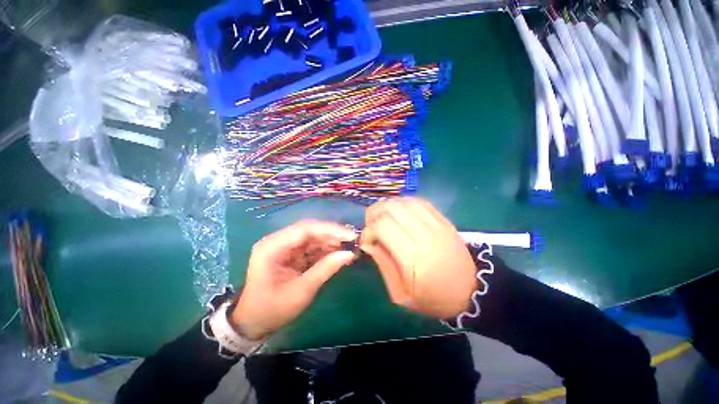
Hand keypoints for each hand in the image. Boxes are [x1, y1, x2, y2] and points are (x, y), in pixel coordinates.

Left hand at [232, 220, 356, 339]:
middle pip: (310, 230)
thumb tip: (349, 254)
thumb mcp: (301, 291)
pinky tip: (340, 254)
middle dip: (333, 234)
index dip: (330, 229)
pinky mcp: (292, 254)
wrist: (253, 322)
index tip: (350, 235)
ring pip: (314, 237)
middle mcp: (279, 241)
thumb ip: (325, 269)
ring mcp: (286, 247)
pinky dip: (327, 250)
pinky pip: (313, 247)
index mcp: (273, 247)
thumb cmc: (272, 309)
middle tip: (353, 241)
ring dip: (332, 242)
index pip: (305, 229)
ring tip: (350, 248)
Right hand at [360, 197, 476, 318]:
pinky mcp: (444, 221)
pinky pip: (420, 202)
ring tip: (383, 217)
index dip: (368, 230)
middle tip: (371, 225)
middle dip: (374, 213)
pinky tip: (399, 212)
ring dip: (388, 206)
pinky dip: (404, 203)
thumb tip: (367, 242)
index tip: (366, 240)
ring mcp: (437, 225)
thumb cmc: (433, 298)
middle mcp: (425, 235)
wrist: (470, 292)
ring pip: (405, 201)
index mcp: (413, 257)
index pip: (383, 226)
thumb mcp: (401, 294)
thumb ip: (382, 264)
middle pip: (392, 208)